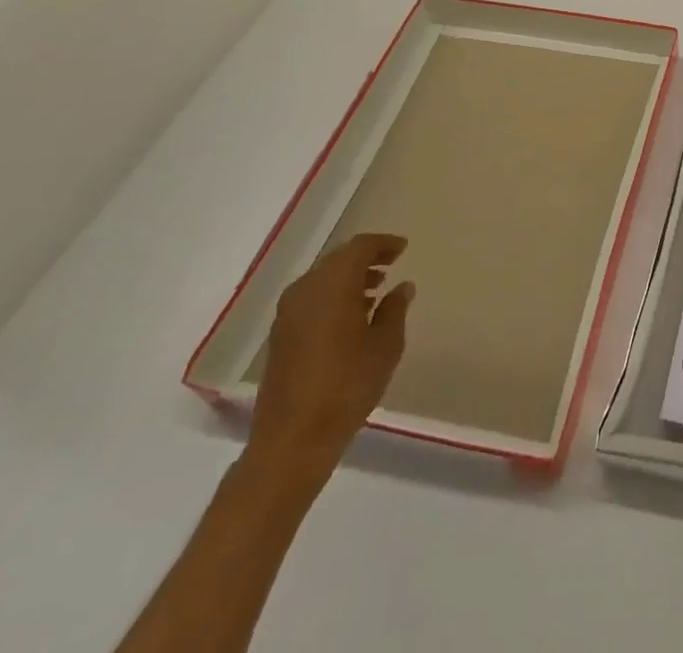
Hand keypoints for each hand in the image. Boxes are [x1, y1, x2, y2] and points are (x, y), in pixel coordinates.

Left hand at [247, 234, 413, 484]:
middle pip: (338, 260)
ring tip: (375, 292)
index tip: (403, 248)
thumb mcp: (386, 345)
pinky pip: (310, 299)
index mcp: (333, 284)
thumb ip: (395, 309)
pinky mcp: (279, 336)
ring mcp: (287, 314)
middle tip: (391, 266)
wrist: (292, 440)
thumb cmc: (347, 385)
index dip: (383, 244)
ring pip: (322, 280)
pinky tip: (350, 318)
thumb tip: (401, 287)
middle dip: (365, 259)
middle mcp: (305, 290)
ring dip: (348, 279)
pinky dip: (332, 297)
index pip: (360, 247)